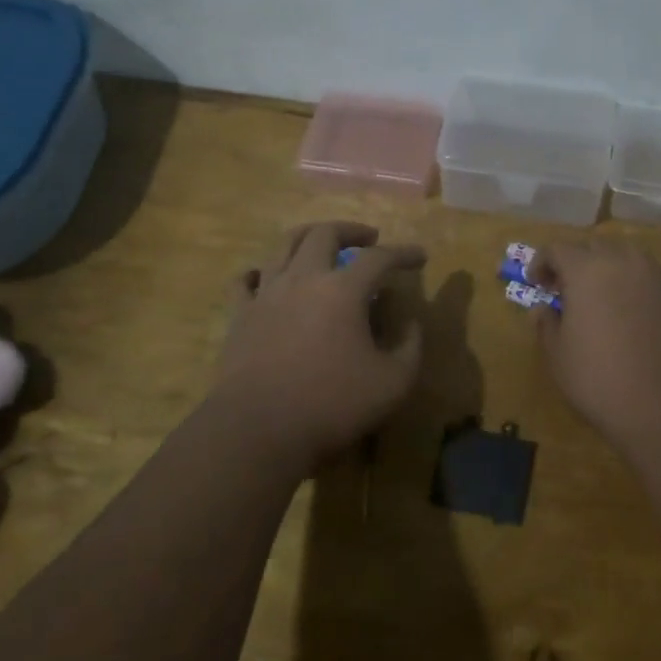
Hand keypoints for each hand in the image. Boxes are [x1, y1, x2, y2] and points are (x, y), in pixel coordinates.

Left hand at [215, 221, 426, 470]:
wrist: (258, 430)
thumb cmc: (331, 405)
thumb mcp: (393, 384)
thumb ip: (411, 348)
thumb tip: (412, 324)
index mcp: (343, 290)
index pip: (380, 258)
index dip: (403, 253)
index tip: (420, 256)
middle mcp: (304, 278)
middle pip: (325, 234)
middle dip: (351, 230)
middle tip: (368, 239)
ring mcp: (267, 293)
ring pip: (284, 244)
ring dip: (308, 235)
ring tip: (321, 241)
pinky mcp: (240, 315)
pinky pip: (245, 279)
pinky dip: (260, 270)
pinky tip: (267, 276)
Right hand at [528, 241, 660, 448]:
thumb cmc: (601, 380)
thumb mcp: (558, 356)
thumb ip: (546, 324)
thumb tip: (543, 309)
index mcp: (587, 270)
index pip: (558, 249)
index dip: (542, 263)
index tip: (536, 284)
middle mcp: (624, 262)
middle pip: (595, 247)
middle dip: (577, 263)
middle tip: (567, 290)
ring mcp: (659, 277)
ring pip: (628, 258)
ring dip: (610, 270)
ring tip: (603, 299)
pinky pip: (653, 279)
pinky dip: (638, 287)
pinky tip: (635, 314)